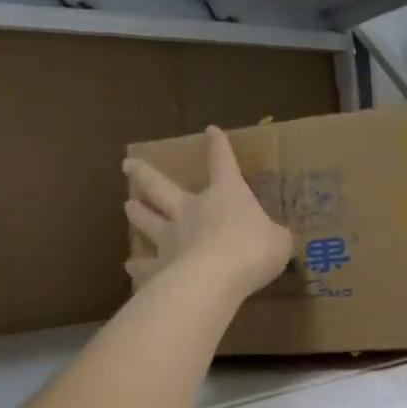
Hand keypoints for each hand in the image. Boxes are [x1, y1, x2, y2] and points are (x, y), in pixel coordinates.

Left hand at [124, 127, 292, 301]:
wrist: (217, 276)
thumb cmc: (253, 250)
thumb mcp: (278, 241)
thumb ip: (273, 236)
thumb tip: (273, 239)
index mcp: (225, 195)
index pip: (222, 162)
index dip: (219, 146)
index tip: (211, 130)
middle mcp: (191, 210)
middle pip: (161, 187)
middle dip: (145, 174)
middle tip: (128, 165)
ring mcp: (170, 238)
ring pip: (147, 220)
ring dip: (137, 212)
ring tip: (128, 206)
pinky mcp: (160, 267)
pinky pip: (145, 265)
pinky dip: (137, 267)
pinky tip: (129, 267)